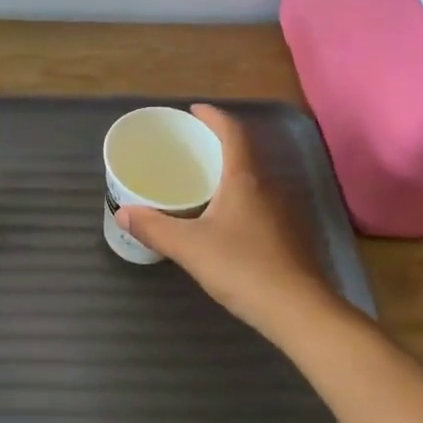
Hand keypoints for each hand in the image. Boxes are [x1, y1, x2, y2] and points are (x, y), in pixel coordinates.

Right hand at [117, 104, 346, 342]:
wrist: (299, 311)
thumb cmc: (243, 268)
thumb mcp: (189, 247)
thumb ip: (154, 228)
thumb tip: (123, 213)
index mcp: (245, 179)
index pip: (232, 132)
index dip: (214, 116)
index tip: (194, 110)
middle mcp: (268, 187)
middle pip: (244, 153)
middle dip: (218, 144)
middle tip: (190, 148)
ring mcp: (284, 212)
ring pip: (253, 180)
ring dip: (229, 173)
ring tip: (201, 182)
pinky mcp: (290, 236)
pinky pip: (259, 203)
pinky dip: (239, 198)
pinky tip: (223, 221)